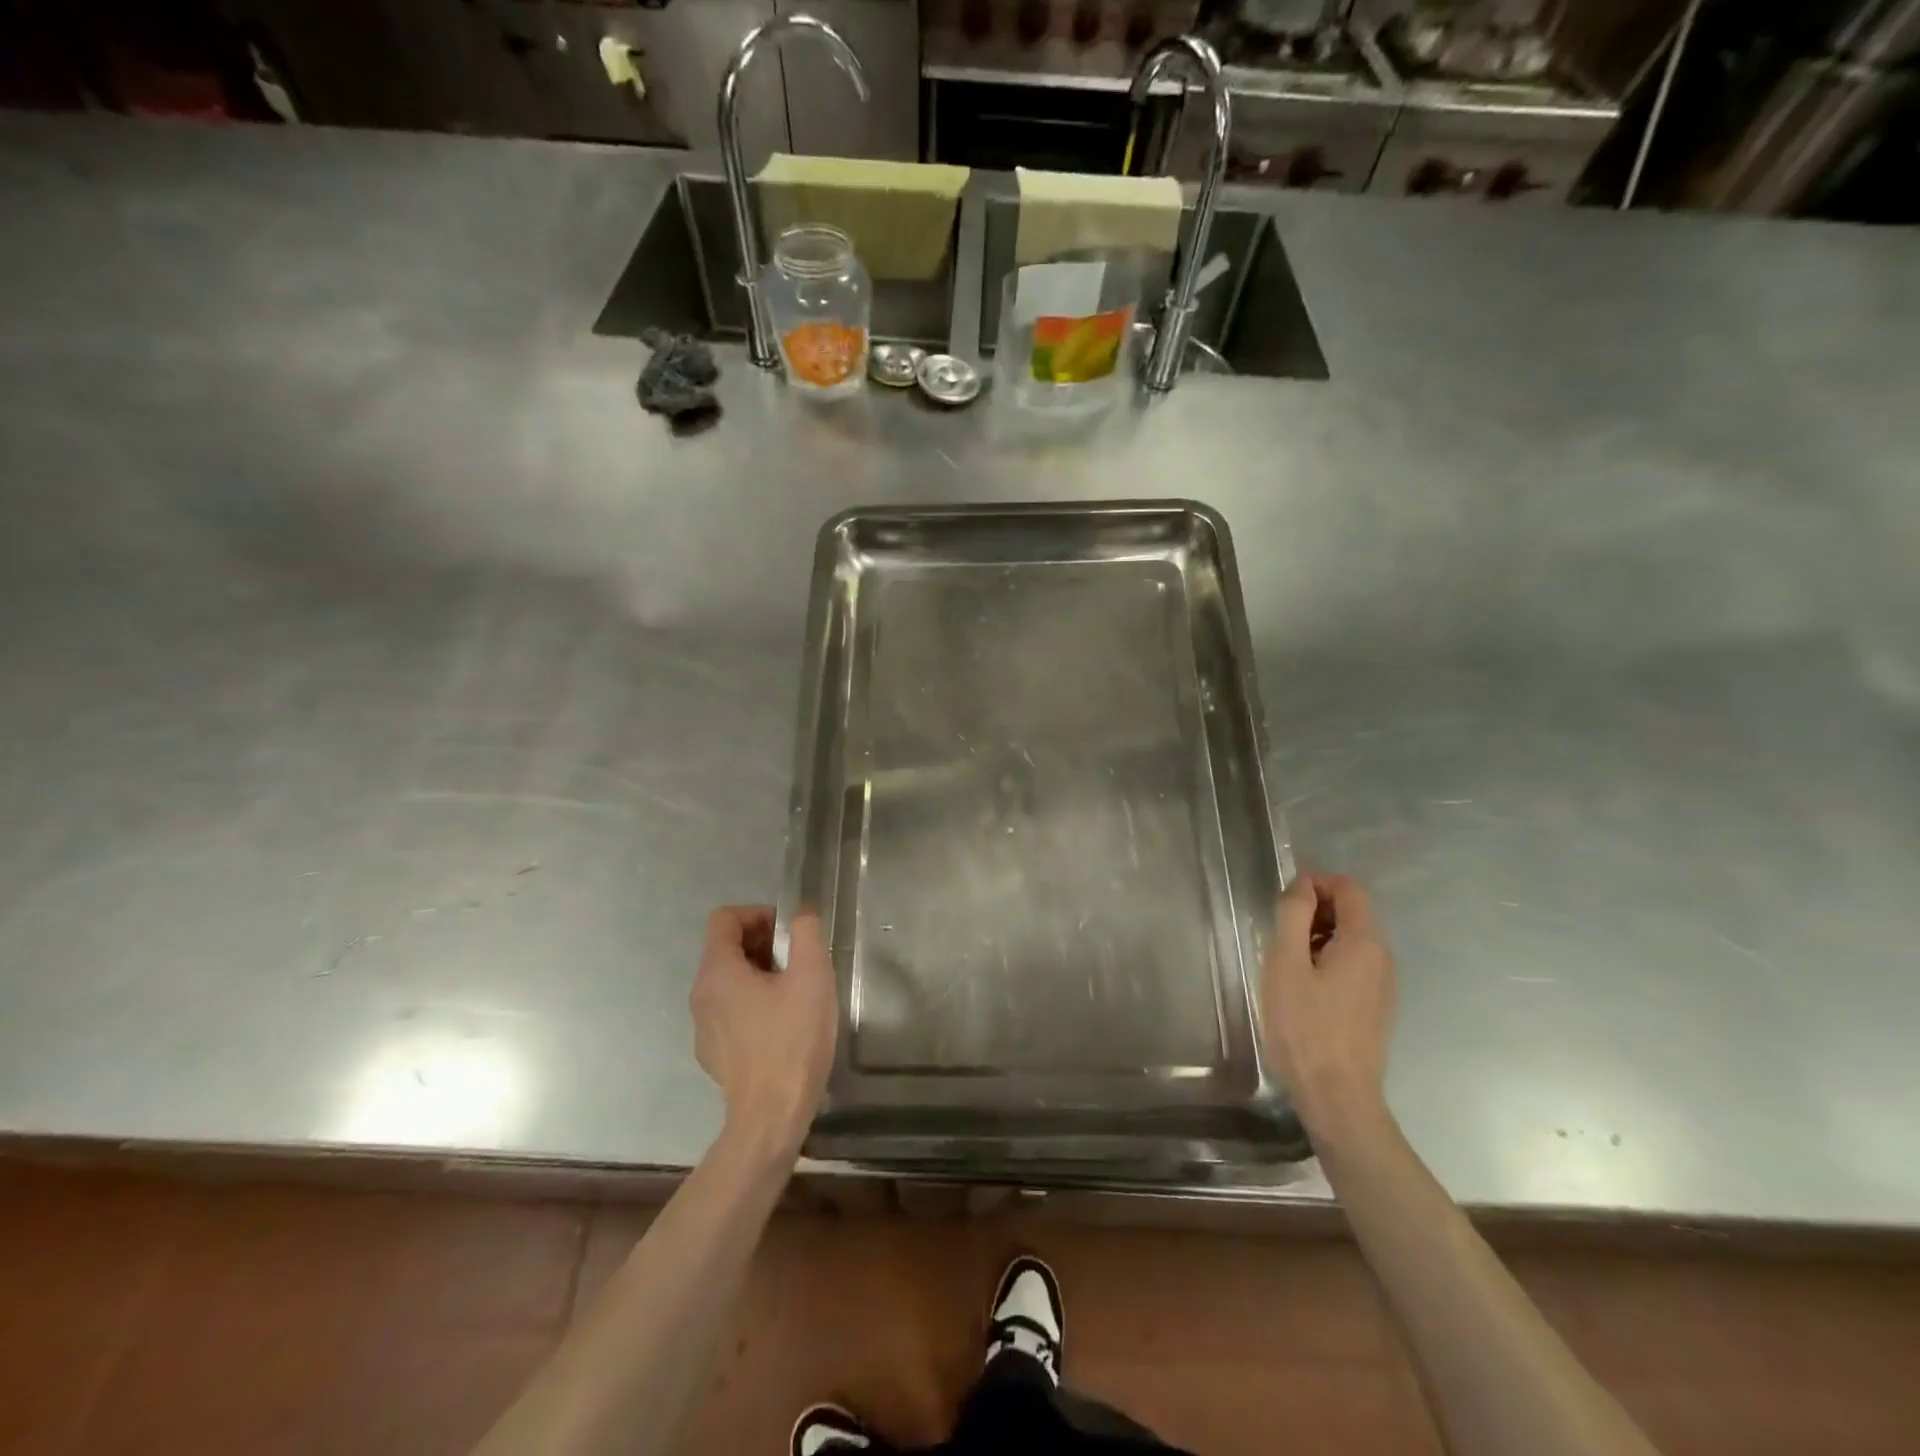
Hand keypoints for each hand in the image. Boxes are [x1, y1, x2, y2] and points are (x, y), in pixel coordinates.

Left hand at [691, 905, 836, 1159]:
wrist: (771, 1116)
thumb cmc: (793, 1040)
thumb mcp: (812, 976)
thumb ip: (805, 933)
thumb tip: (800, 913)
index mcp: (717, 971)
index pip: (724, 918)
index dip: (757, 913)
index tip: (788, 932)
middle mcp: (700, 994)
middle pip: (725, 948)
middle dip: (762, 942)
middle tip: (798, 960)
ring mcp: (702, 1026)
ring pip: (728, 980)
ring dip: (759, 972)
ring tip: (794, 991)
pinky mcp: (712, 1052)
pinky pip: (729, 1011)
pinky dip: (752, 1003)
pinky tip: (781, 1025)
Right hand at [1260, 874, 1397, 1147]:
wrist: (1337, 1097)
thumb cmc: (1305, 1026)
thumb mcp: (1286, 963)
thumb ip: (1294, 915)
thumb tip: (1304, 883)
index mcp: (1364, 942)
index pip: (1349, 888)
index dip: (1316, 882)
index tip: (1284, 901)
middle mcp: (1382, 958)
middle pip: (1353, 912)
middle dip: (1315, 910)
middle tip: (1279, 934)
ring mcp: (1383, 985)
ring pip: (1351, 940)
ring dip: (1318, 937)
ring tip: (1286, 963)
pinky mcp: (1376, 1007)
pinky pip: (1353, 965)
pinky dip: (1327, 960)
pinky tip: (1303, 988)